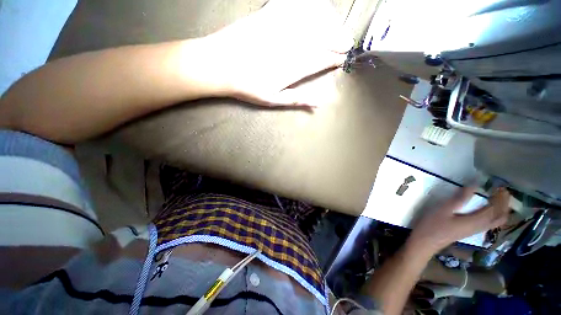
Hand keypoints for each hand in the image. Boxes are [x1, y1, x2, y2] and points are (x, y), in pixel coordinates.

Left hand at [199, 0, 352, 106]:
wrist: (220, 64)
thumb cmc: (248, 86)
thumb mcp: (274, 100)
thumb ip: (298, 99)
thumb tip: (320, 103)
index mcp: (295, 68)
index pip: (322, 61)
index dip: (334, 60)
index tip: (343, 59)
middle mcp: (293, 45)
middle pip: (324, 40)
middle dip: (340, 41)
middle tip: (348, 43)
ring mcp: (282, 26)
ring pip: (315, 20)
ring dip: (331, 23)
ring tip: (338, 28)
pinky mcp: (270, 13)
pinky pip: (296, 5)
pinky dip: (311, 6)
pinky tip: (318, 9)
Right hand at [409, 187, 510, 255]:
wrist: (426, 242)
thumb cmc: (433, 225)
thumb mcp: (443, 210)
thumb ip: (459, 199)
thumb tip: (473, 186)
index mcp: (475, 221)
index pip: (494, 209)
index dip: (499, 198)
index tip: (500, 186)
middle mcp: (480, 227)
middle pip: (500, 217)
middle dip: (504, 204)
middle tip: (503, 191)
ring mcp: (476, 230)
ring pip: (496, 221)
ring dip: (501, 209)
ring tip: (498, 198)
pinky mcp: (470, 231)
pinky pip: (489, 223)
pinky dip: (494, 215)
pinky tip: (487, 209)